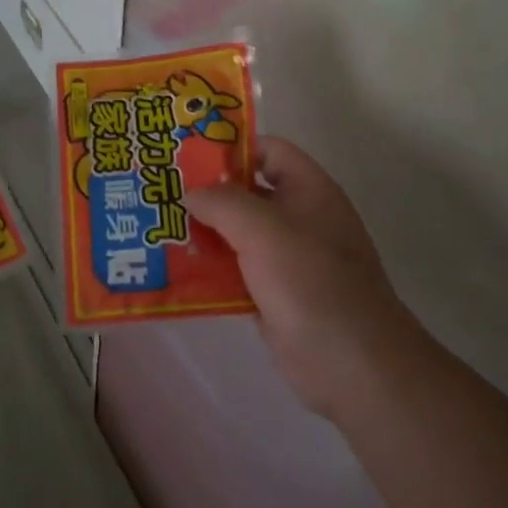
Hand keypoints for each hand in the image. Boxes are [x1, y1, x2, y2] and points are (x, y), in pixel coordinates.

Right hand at [186, 137, 422, 417]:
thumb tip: (192, 193)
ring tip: (158, 228)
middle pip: (248, 192)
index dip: (231, 147)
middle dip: (207, 192)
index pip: (268, 150)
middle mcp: (299, 218)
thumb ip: (222, 201)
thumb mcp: (262, 228)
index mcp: (308, 190)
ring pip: (238, 234)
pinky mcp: (274, 293)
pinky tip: (175, 269)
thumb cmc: (309, 279)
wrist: (349, 360)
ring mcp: (288, 258)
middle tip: (161, 192)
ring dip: (203, 232)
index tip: (187, 156)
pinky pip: (236, 270)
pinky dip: (210, 269)